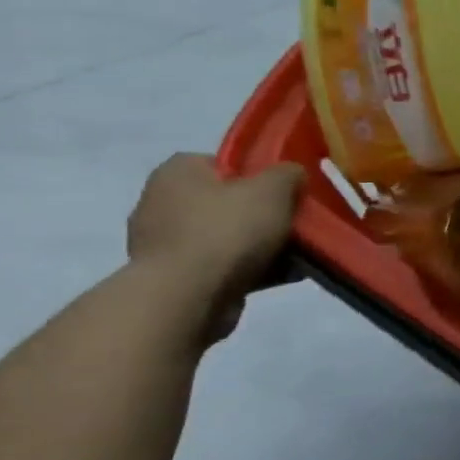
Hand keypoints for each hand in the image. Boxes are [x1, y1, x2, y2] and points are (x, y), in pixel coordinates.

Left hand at [127, 155, 303, 339]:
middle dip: (261, 213)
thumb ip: (288, 173)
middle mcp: (161, 203)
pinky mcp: (174, 277)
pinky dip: (252, 268)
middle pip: (227, 201)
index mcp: (177, 173)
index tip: (285, 190)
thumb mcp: (274, 188)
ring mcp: (164, 244)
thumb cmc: (228, 230)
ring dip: (260, 244)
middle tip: (294, 222)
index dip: (257, 174)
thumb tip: (292, 175)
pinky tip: (285, 274)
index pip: (222, 162)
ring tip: (298, 254)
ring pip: (227, 235)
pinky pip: (222, 265)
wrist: (188, 296)